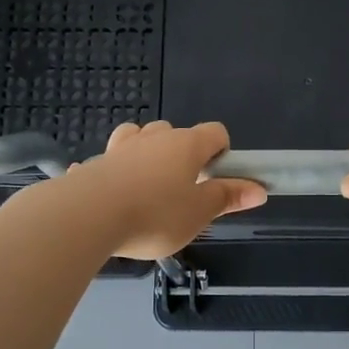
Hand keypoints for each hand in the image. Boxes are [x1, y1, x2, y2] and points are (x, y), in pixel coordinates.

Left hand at [73, 120, 266, 259]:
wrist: (88, 216)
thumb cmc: (155, 215)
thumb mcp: (199, 213)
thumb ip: (227, 198)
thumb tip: (260, 189)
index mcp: (187, 145)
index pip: (215, 132)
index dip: (222, 152)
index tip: (216, 179)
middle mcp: (154, 137)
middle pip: (176, 132)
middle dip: (182, 155)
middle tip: (182, 191)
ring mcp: (120, 147)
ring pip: (139, 138)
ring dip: (146, 154)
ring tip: (147, 186)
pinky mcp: (93, 164)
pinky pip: (107, 162)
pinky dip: (112, 173)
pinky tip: (107, 195)